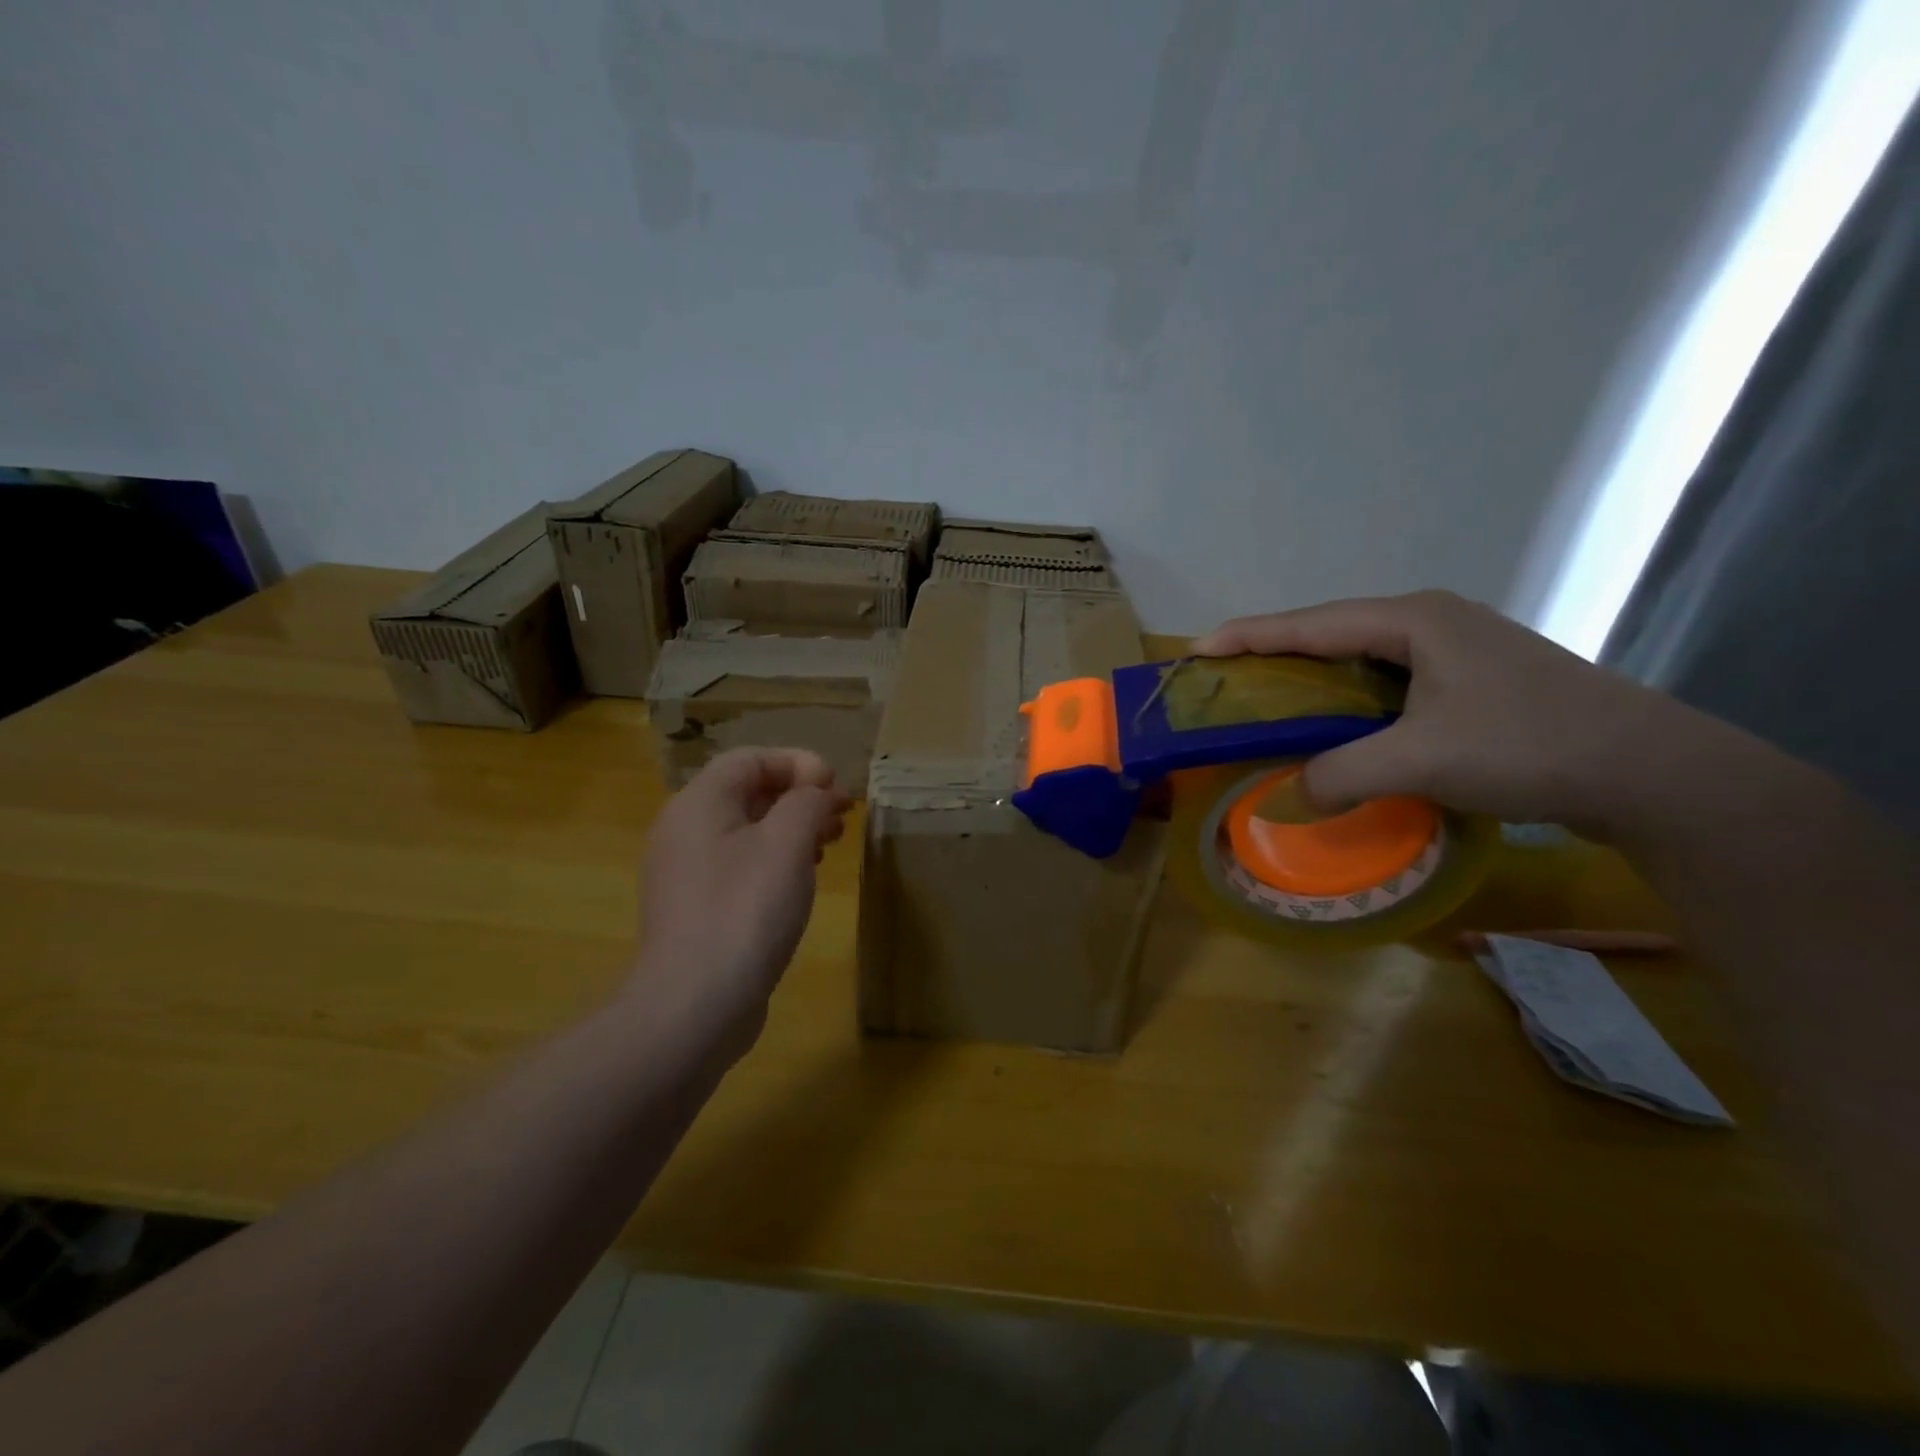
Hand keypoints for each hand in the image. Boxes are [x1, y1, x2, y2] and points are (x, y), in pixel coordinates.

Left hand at [631, 748, 850, 1053]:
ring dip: (791, 828)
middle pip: (747, 792)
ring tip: (831, 843)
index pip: (750, 758)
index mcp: (699, 803)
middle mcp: (684, 830)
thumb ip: (806, 802)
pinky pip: (739, 865)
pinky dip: (774, 860)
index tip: (836, 787)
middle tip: (842, 814)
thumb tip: (816, 791)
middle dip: (799, 796)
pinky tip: (801, 880)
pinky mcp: (696, 908)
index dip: (798, 763)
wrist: (694, 1006)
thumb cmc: (744, 910)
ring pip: (746, 830)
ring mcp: (686, 872)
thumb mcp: (787, 843)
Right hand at [1194, 591, 1694, 835]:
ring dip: (1312, 677)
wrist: (1650, 771)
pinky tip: (1334, 723)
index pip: (1309, 623)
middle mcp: (1430, 621)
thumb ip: (1341, 774)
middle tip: (1226, 679)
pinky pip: (1388, 681)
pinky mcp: (1472, 680)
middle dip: (1274, 653)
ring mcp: (1456, 649)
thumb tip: (1287, 796)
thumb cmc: (1528, 746)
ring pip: (1360, 657)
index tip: (1197, 652)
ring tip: (1267, 699)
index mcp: (1412, 619)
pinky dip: (1348, 699)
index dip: (1248, 636)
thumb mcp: (1421, 761)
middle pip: (1331, 632)